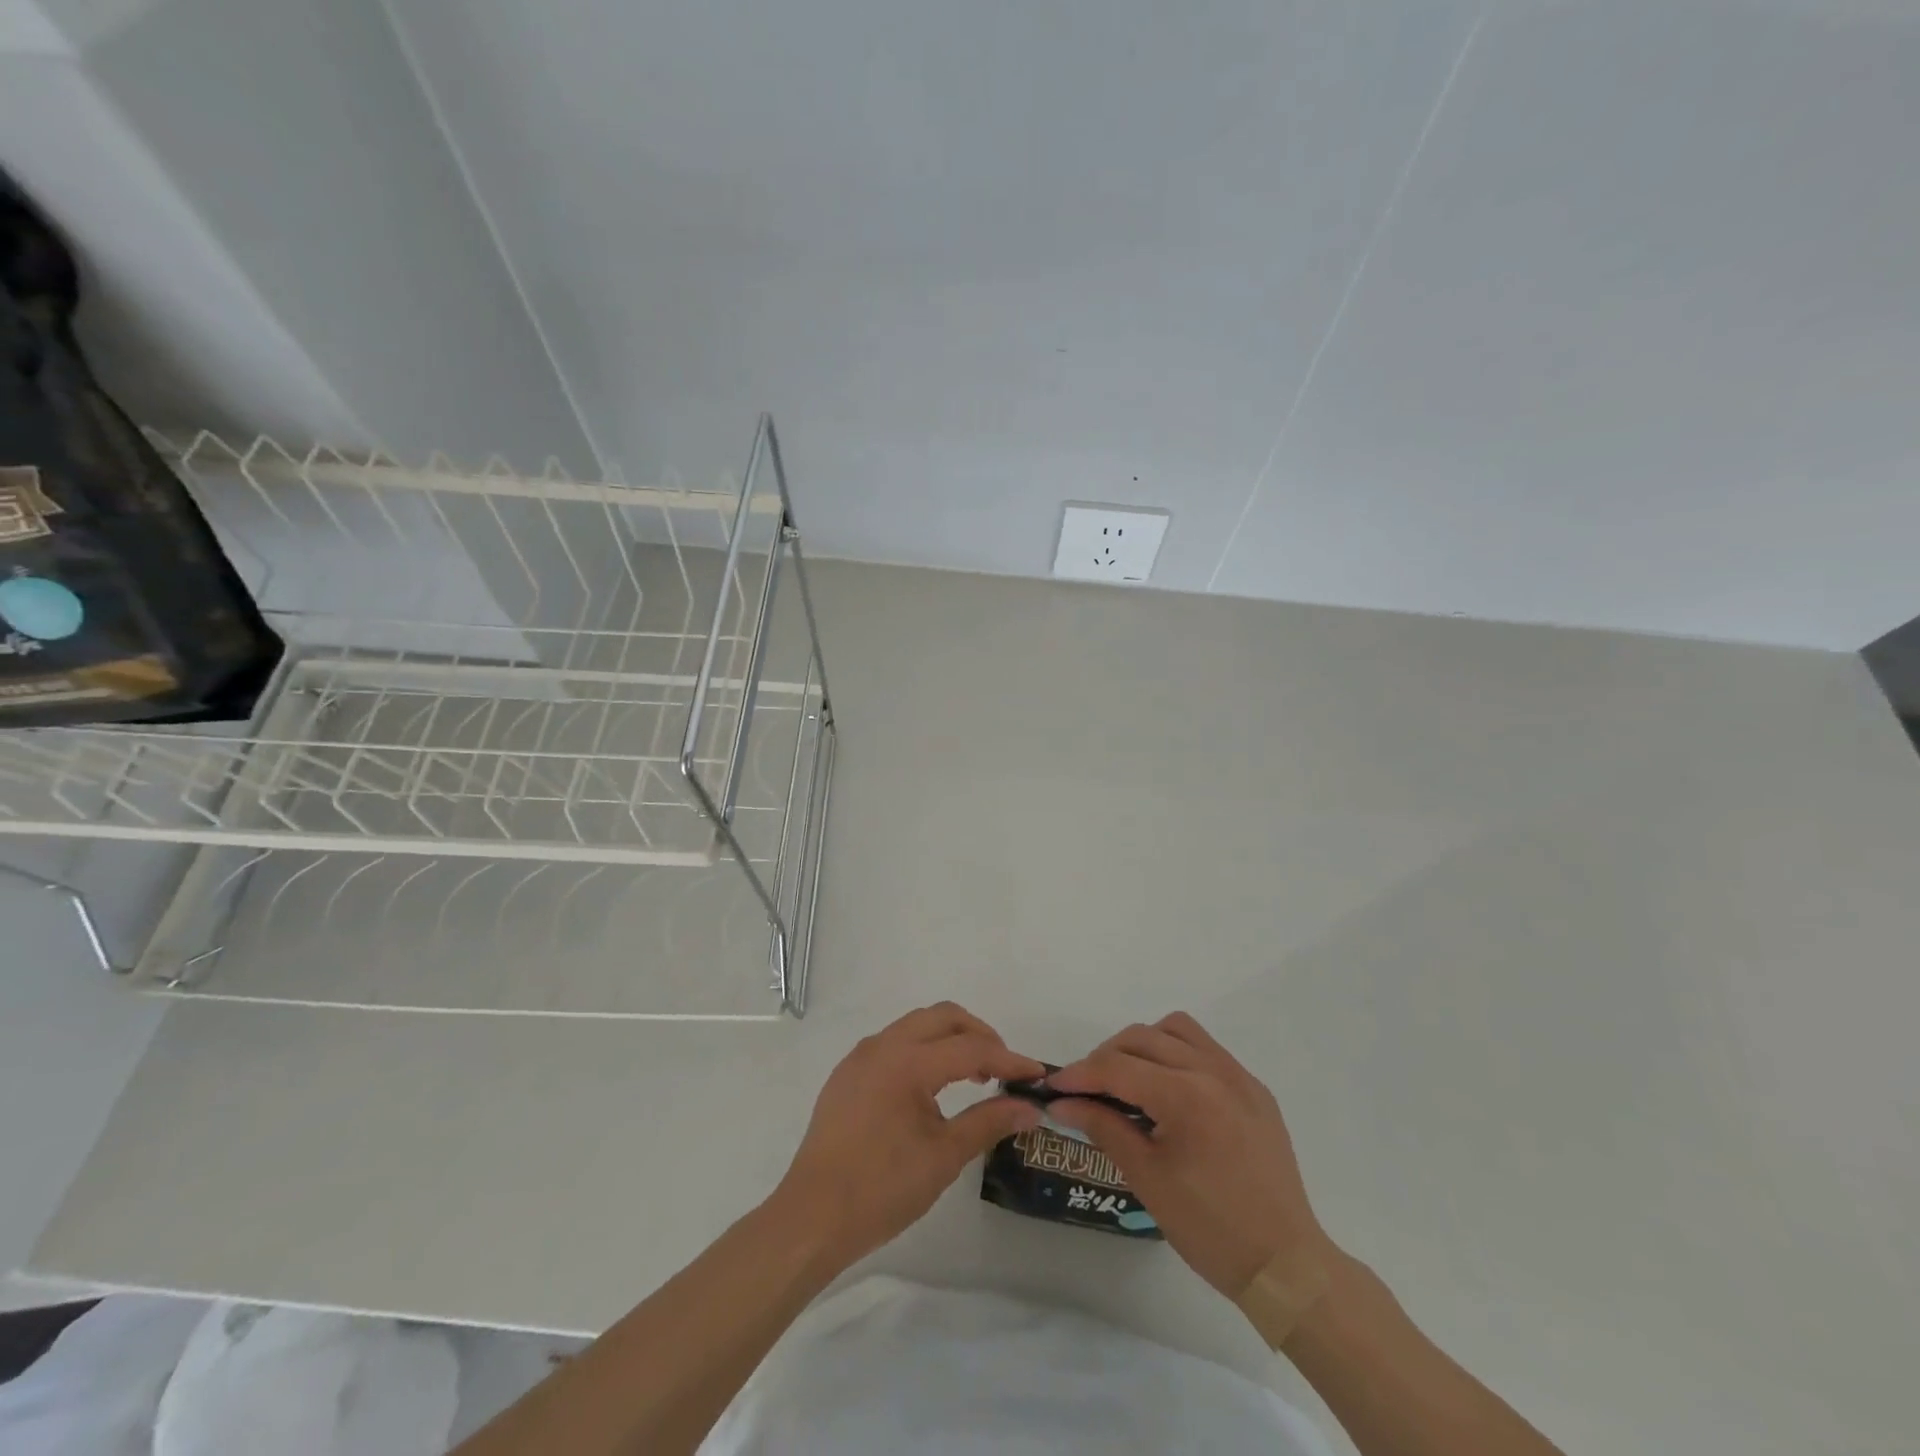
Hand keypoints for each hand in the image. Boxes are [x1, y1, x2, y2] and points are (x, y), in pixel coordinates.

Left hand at [774, 1003, 1044, 1269]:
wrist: (812, 1217)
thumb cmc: (882, 1188)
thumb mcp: (944, 1156)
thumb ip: (989, 1121)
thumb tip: (1029, 1106)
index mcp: (907, 1062)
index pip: (970, 1048)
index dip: (1008, 1059)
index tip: (1036, 1075)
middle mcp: (882, 1045)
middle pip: (942, 1017)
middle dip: (978, 1034)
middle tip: (1002, 1068)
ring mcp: (861, 1057)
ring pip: (916, 1026)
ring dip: (949, 1039)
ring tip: (972, 1076)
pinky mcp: (847, 1074)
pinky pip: (894, 1044)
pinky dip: (922, 1051)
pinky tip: (931, 1088)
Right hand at [1047, 1012, 1335, 1299]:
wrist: (1286, 1266)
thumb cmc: (1210, 1229)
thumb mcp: (1146, 1178)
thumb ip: (1102, 1127)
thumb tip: (1062, 1102)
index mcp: (1186, 1096)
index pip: (1118, 1067)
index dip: (1079, 1074)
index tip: (1052, 1087)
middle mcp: (1213, 1071)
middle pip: (1142, 1038)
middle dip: (1106, 1057)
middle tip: (1086, 1089)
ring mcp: (1239, 1076)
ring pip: (1176, 1030)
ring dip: (1143, 1044)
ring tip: (1127, 1080)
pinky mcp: (1254, 1089)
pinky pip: (1206, 1049)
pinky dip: (1176, 1055)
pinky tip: (1168, 1090)